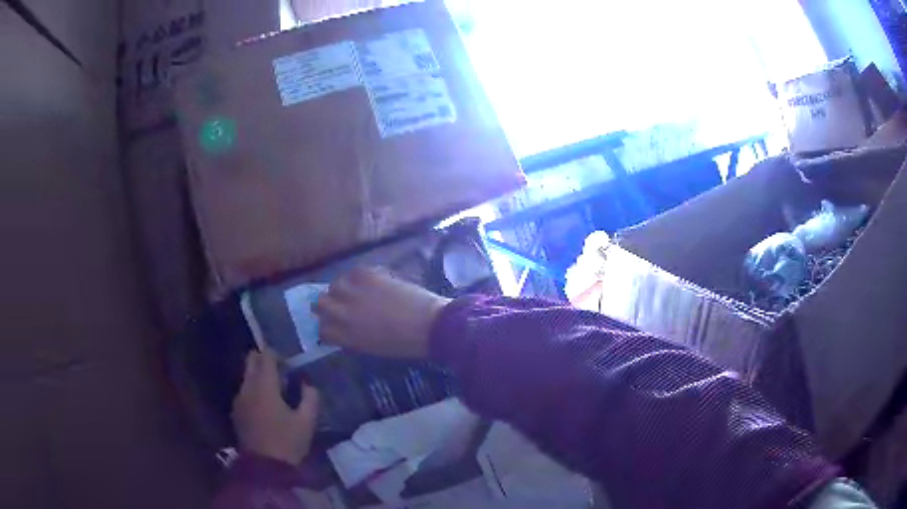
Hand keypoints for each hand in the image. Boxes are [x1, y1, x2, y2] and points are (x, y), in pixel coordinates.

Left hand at [232, 349, 319, 464]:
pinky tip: (266, 407)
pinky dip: (254, 391)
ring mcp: (239, 399)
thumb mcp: (307, 422)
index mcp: (264, 386)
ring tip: (276, 393)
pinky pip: (244, 391)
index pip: (266, 356)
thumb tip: (307, 384)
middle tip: (282, 374)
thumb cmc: (288, 442)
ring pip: (246, 376)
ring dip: (259, 377)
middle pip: (251, 360)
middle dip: (265, 361)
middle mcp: (247, 387)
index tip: (289, 365)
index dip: (278, 355)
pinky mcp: (236, 411)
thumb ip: (310, 398)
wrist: (265, 468)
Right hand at [313, 267, 451, 358]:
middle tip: (338, 304)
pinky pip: (353, 272)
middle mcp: (344, 314)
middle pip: (320, 303)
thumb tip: (346, 329)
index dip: (326, 326)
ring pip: (334, 285)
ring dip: (340, 288)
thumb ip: (354, 338)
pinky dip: (356, 276)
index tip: (332, 323)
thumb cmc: (405, 344)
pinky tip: (366, 281)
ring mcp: (355, 293)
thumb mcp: (373, 347)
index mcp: (346, 336)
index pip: (322, 329)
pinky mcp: (369, 276)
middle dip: (327, 305)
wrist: (430, 325)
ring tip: (352, 290)